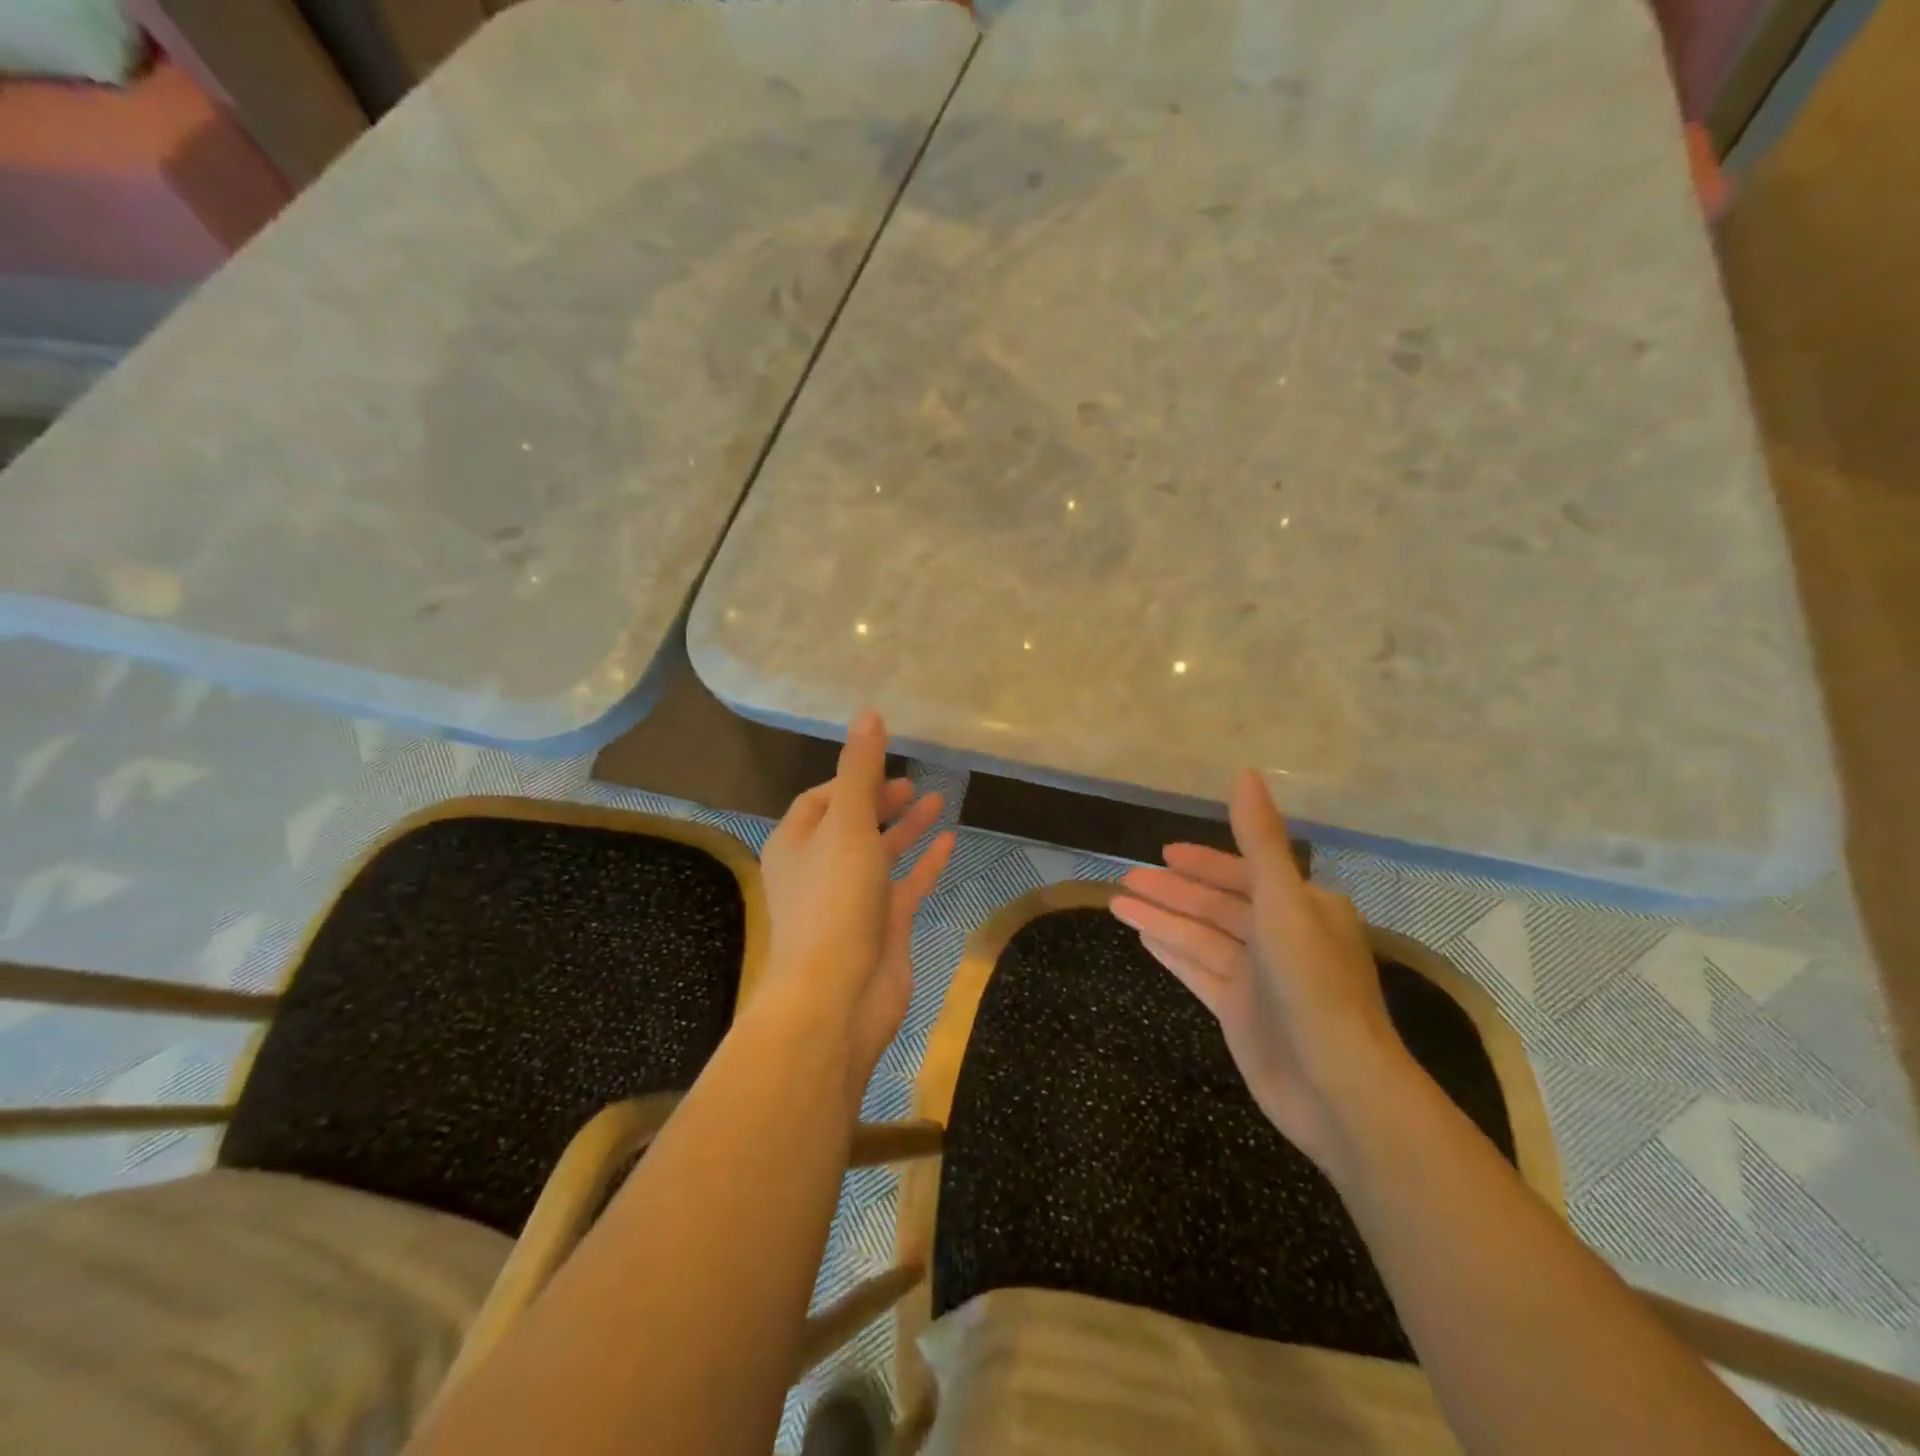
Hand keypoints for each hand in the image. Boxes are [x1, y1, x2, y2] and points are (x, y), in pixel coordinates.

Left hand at [758, 709, 954, 1095]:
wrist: (837, 998)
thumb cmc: (834, 902)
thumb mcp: (848, 826)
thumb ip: (860, 770)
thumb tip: (867, 712)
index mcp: (795, 844)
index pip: (820, 799)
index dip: (850, 779)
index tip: (884, 764)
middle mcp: (819, 870)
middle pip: (851, 825)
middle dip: (880, 802)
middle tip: (913, 783)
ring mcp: (851, 901)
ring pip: (880, 854)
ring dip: (905, 828)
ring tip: (938, 800)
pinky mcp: (881, 927)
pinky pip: (905, 886)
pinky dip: (924, 863)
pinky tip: (949, 841)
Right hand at [1110, 770, 1414, 1169]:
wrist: (1338, 1089)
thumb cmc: (1312, 984)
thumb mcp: (1283, 902)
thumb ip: (1260, 840)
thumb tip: (1245, 773)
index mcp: (1302, 907)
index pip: (1245, 873)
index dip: (1203, 861)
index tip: (1164, 852)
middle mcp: (1282, 938)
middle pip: (1216, 905)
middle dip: (1172, 890)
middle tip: (1125, 877)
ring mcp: (1259, 978)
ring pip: (1200, 937)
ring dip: (1161, 918)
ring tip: (1116, 902)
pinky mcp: (1240, 1013)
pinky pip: (1198, 970)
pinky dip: (1171, 952)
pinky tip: (1142, 937)